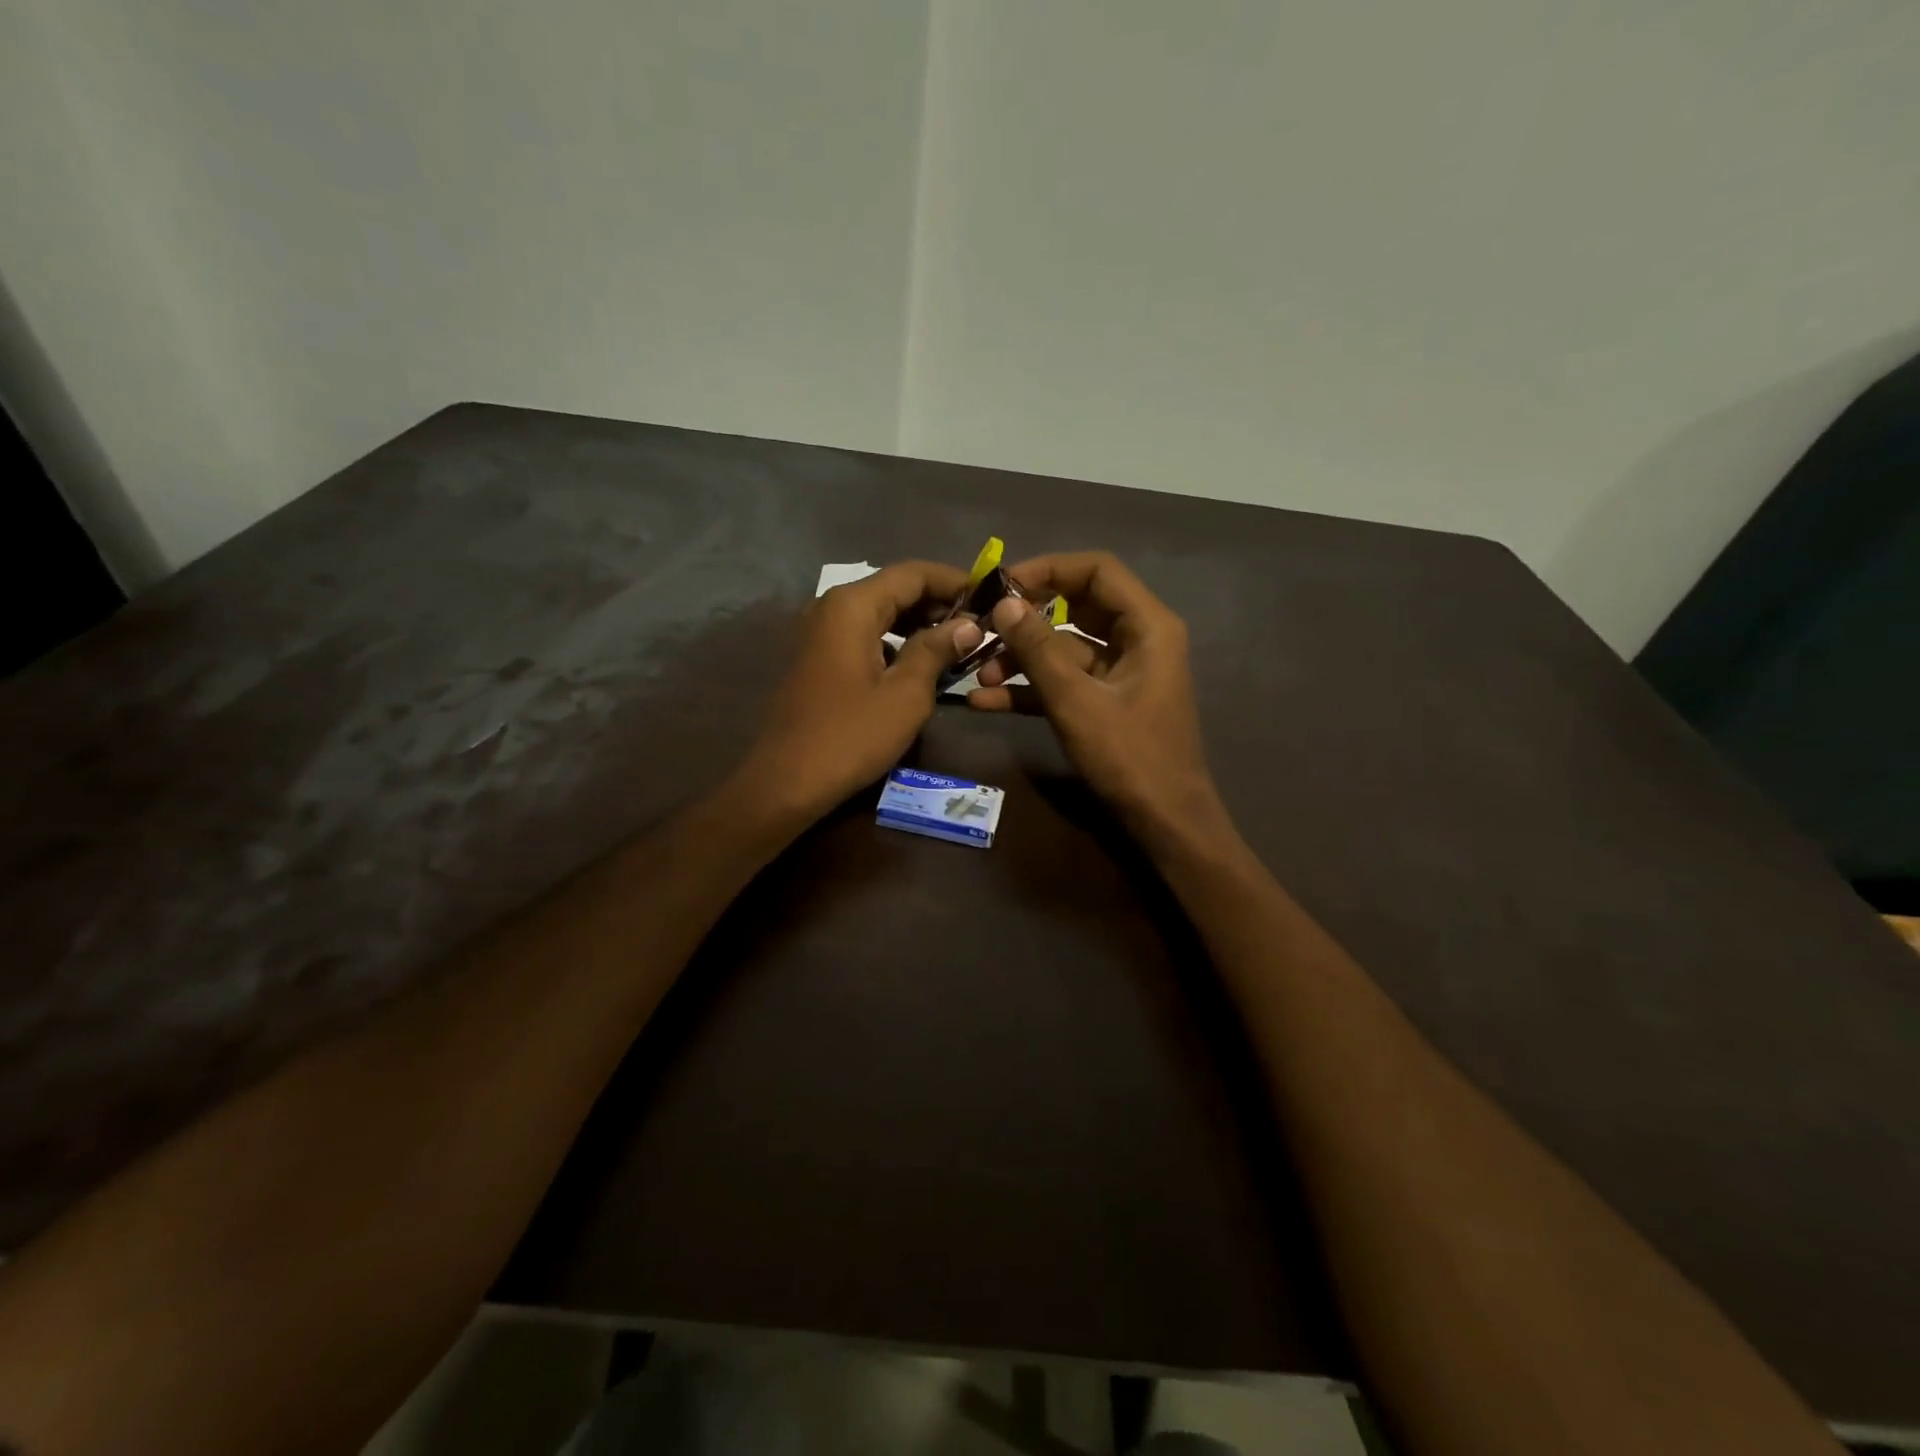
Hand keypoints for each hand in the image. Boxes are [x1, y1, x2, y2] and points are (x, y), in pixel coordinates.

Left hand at [739, 561, 978, 822]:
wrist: (786, 781)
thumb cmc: (850, 736)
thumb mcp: (905, 694)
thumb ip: (937, 650)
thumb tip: (968, 624)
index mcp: (852, 606)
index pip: (913, 573)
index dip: (955, 581)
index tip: (990, 597)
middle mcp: (830, 607)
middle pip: (893, 589)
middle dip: (938, 603)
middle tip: (978, 625)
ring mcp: (817, 633)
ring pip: (877, 613)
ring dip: (917, 624)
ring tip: (955, 645)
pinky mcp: (814, 658)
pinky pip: (862, 635)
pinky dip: (893, 642)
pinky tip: (917, 665)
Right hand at [968, 552, 1222, 837]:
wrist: (1164, 821)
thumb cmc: (1129, 756)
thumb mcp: (1076, 700)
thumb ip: (1038, 649)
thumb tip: (1004, 604)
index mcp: (1147, 626)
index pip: (1097, 571)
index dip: (1049, 569)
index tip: (1002, 584)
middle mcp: (1137, 639)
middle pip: (1076, 607)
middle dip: (1027, 618)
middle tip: (982, 625)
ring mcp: (1121, 672)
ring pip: (1064, 648)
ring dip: (1022, 659)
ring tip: (978, 675)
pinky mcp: (1106, 701)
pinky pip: (1065, 682)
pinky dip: (1031, 689)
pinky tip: (986, 701)